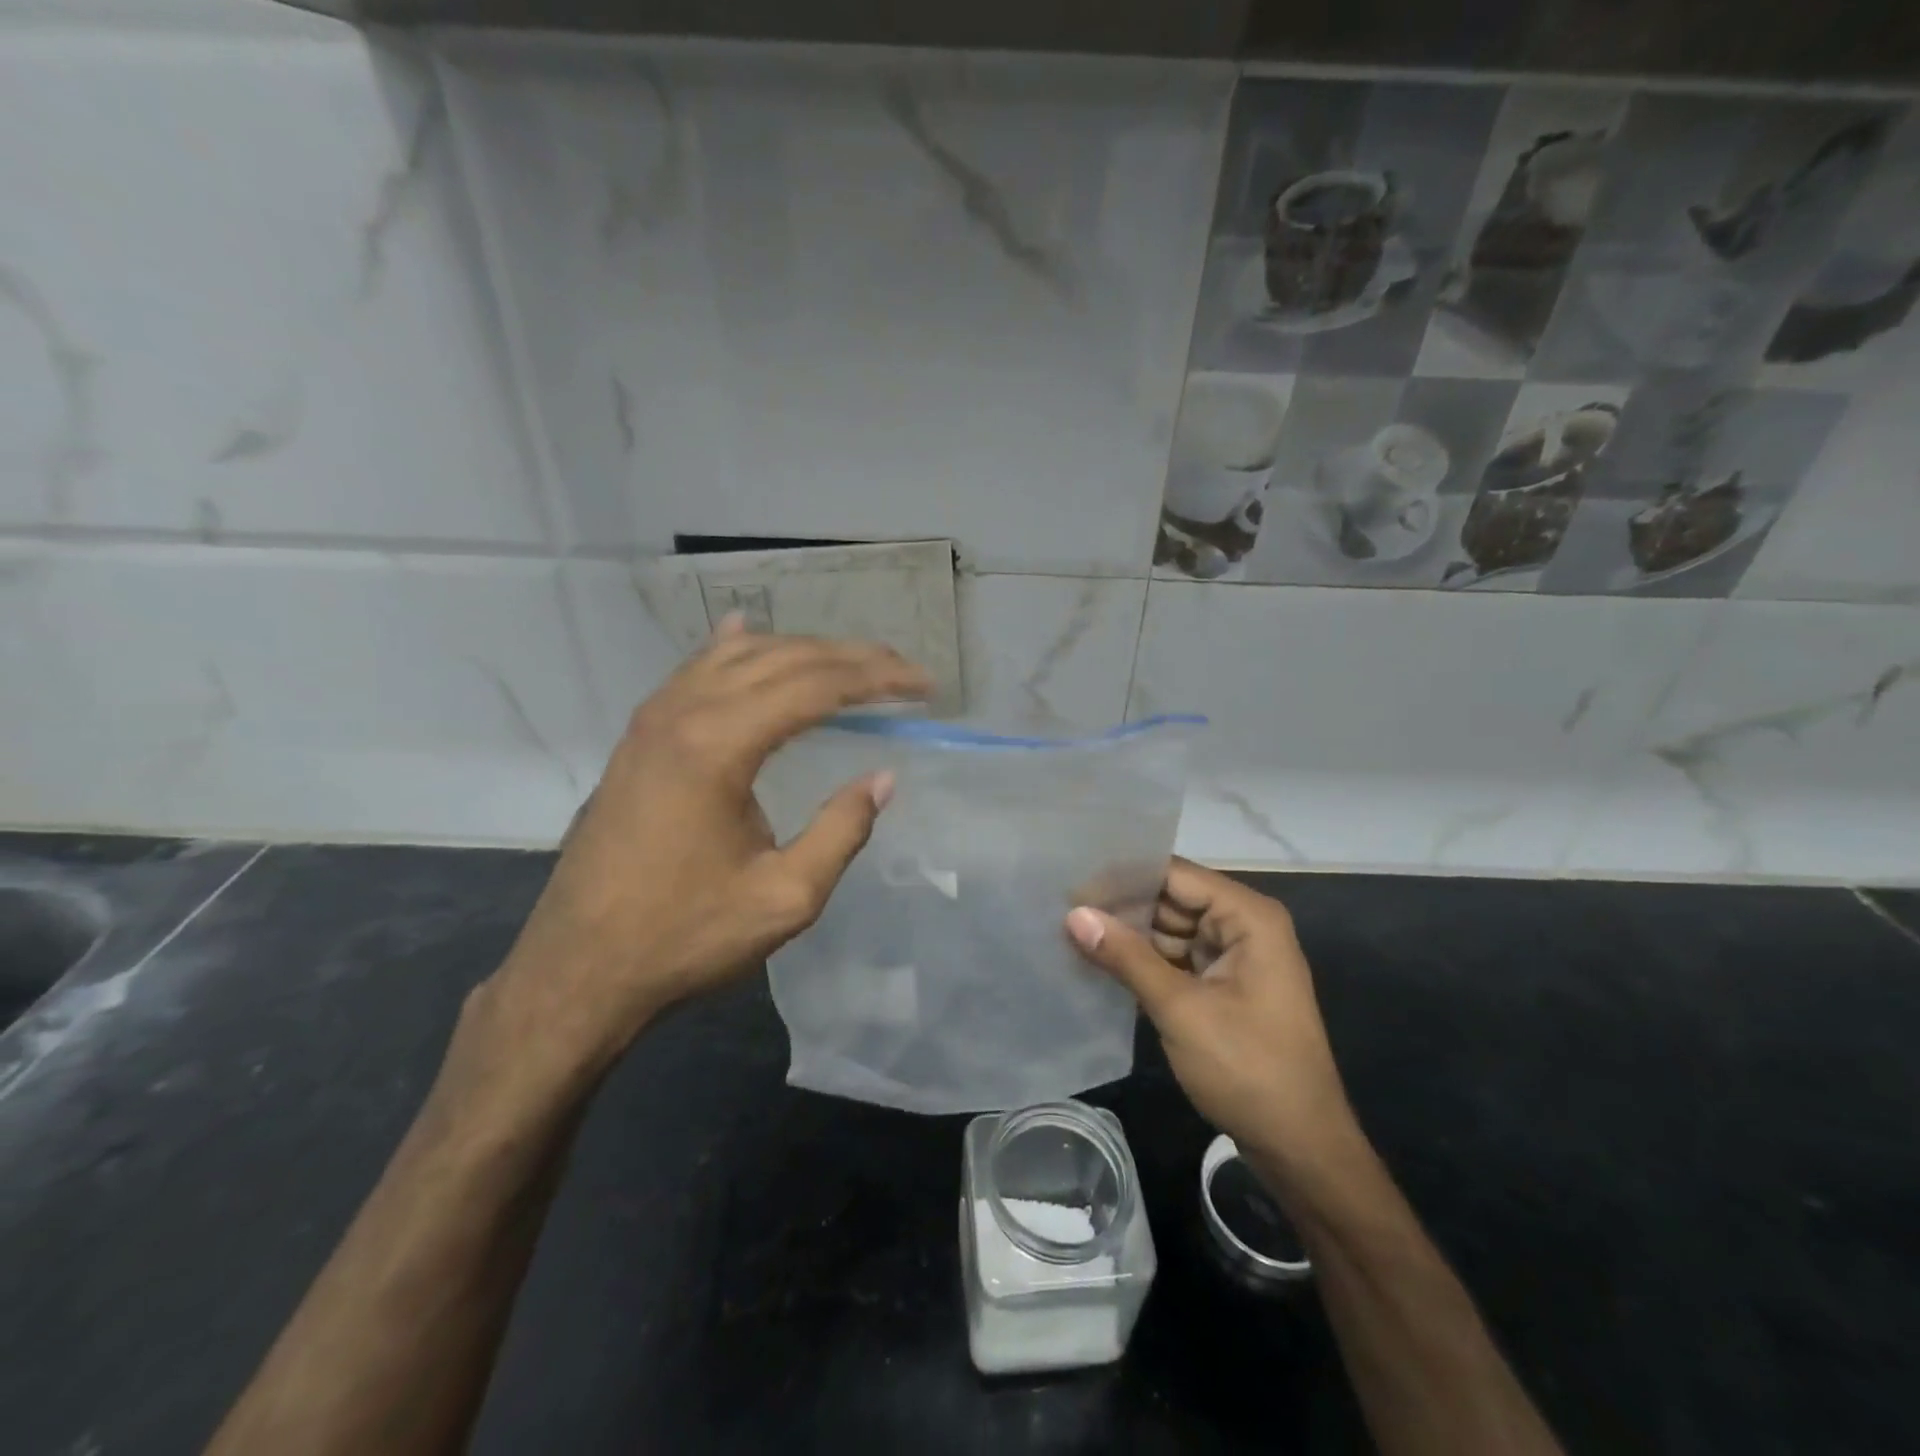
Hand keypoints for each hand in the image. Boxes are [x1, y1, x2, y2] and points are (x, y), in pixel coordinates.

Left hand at [484, 619, 930, 1078]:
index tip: (924, 685)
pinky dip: (734, 650)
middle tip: (902, 669)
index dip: (877, 679)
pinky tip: (745, 633)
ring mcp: (652, 720)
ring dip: (800, 652)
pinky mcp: (639, 738)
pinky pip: (694, 671)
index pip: (816, 686)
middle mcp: (682, 713)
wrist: (579, 969)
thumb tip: (883, 777)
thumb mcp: (785, 898)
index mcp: (718, 746)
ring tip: (850, 663)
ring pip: (738, 656)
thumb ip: (841, 830)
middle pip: (782, 659)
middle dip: (850, 657)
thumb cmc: (685, 937)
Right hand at [1065, 860, 1358, 1183]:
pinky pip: (1177, 959)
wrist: (1301, 1148)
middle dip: (1122, 906)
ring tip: (1071, 931)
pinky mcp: (1225, 986)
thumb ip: (1126, 956)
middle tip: (1062, 908)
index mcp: (1248, 917)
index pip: (1175, 875)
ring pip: (1171, 930)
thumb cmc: (1249, 1069)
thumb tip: (1073, 914)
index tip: (1071, 882)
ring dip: (1130, 935)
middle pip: (1172, 899)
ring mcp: (1236, 957)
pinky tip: (1102, 962)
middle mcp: (1244, 926)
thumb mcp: (1181, 1009)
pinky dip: (1145, 961)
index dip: (1123, 877)